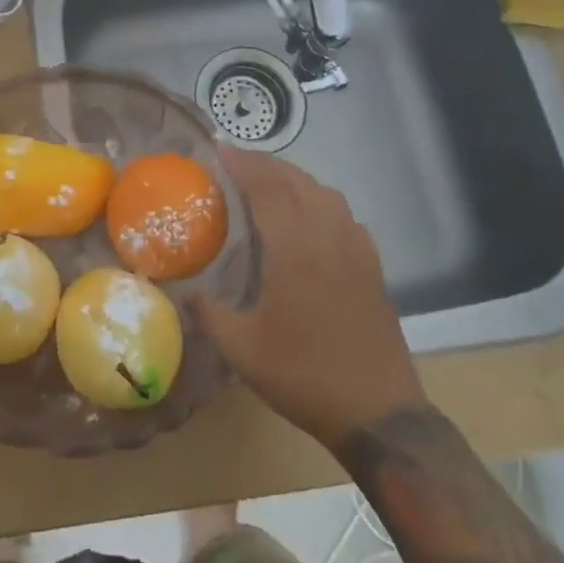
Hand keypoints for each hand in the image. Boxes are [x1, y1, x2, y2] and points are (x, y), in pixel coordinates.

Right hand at [194, 148, 426, 448]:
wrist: (378, 413)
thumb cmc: (305, 377)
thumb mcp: (243, 351)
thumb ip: (208, 314)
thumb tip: (185, 291)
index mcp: (295, 250)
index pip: (268, 188)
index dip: (243, 164)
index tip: (218, 149)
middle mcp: (328, 237)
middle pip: (296, 181)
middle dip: (265, 163)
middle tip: (235, 159)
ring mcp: (356, 249)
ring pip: (324, 193)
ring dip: (293, 178)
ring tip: (267, 182)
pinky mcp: (372, 266)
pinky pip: (344, 214)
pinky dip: (320, 200)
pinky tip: (309, 216)